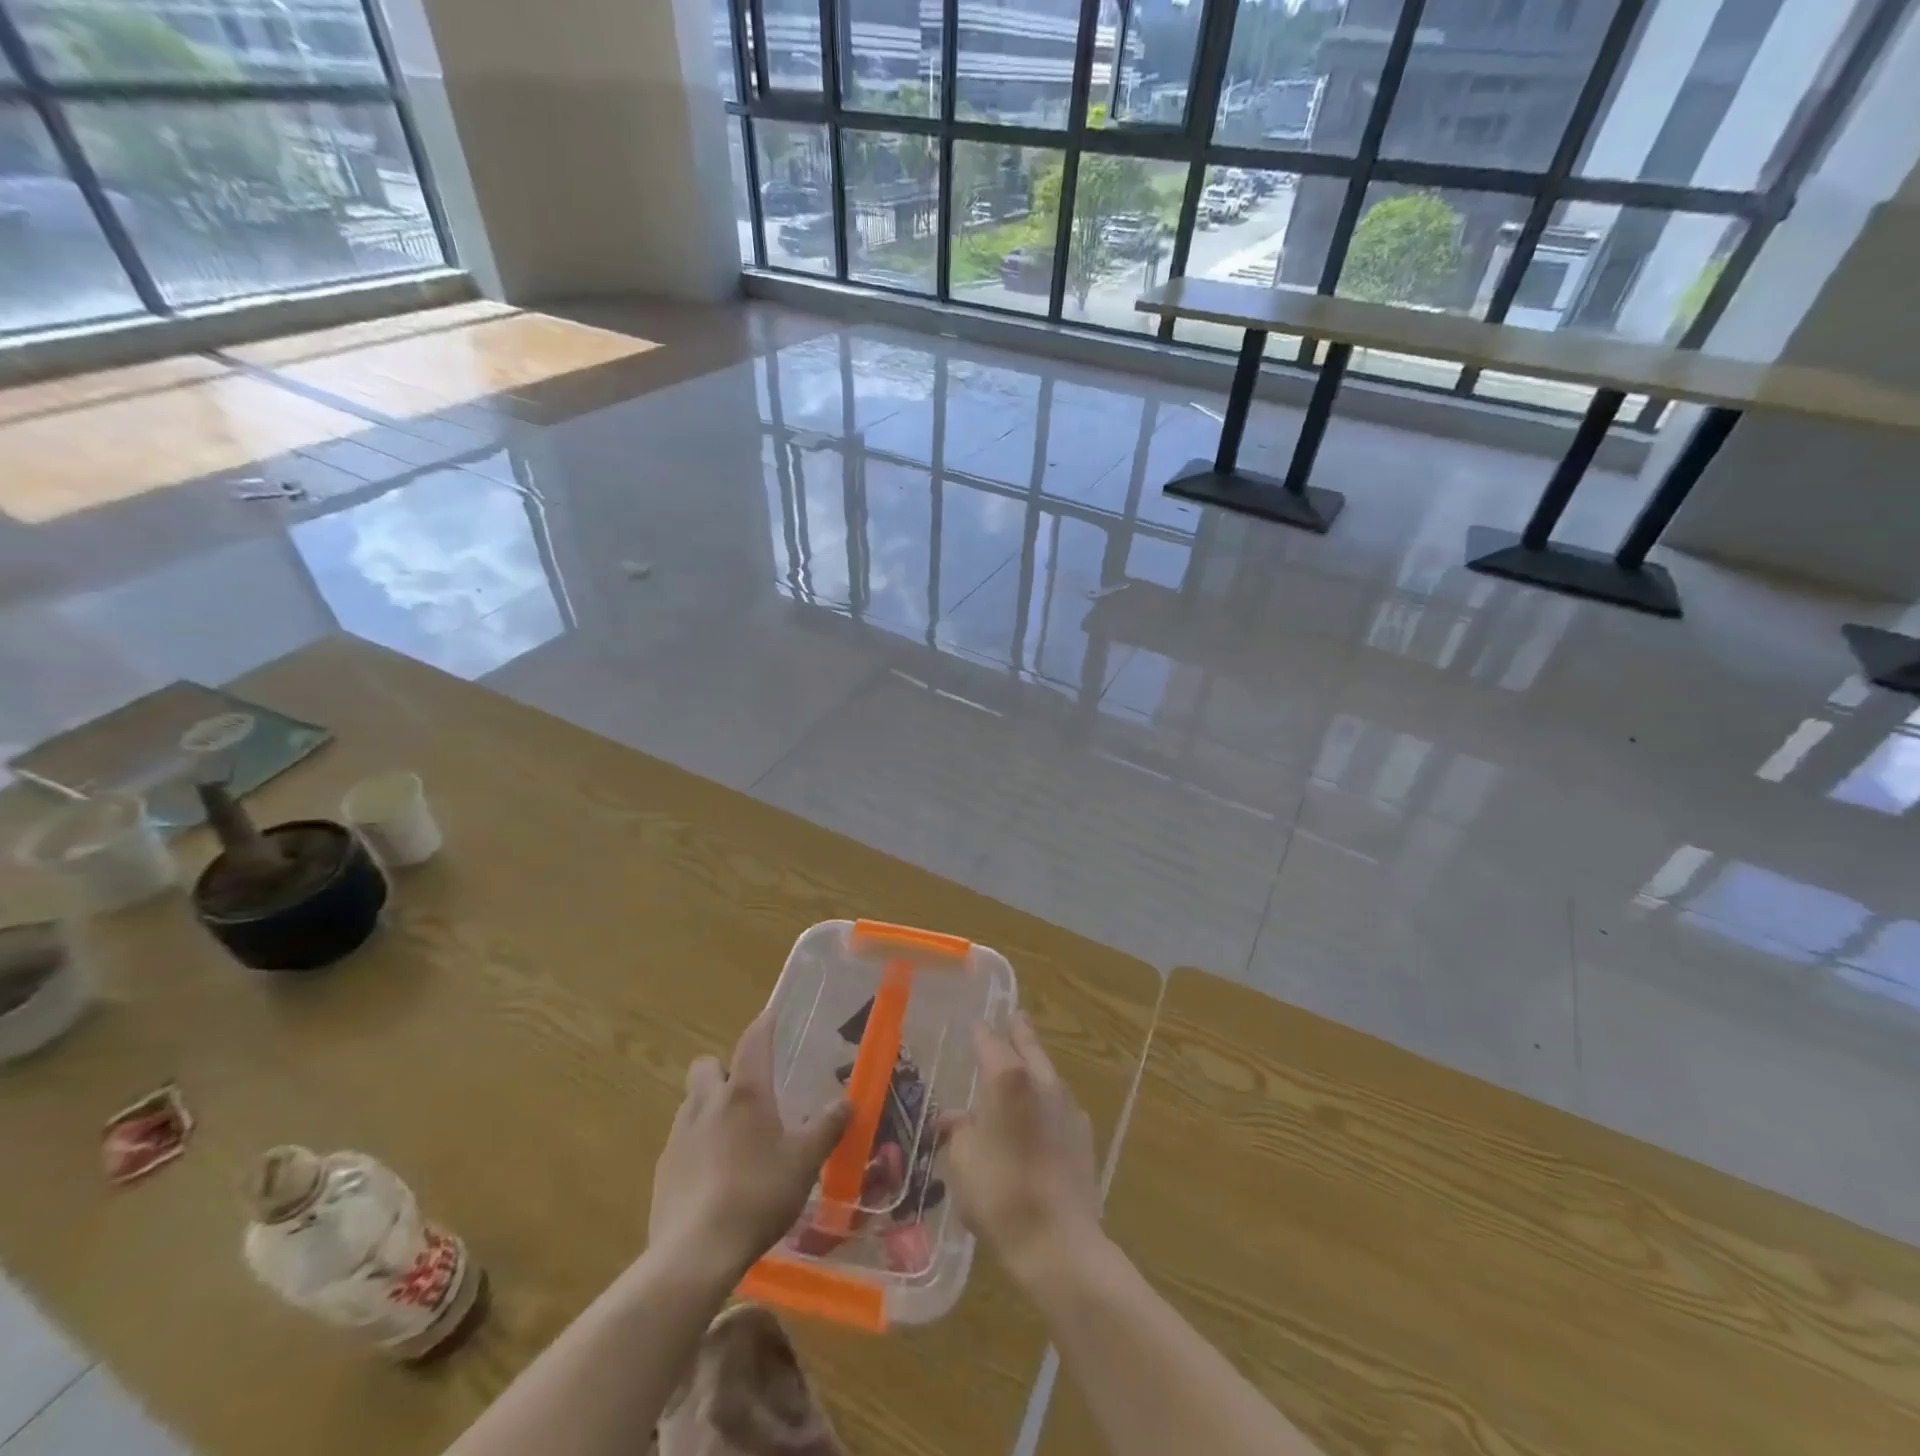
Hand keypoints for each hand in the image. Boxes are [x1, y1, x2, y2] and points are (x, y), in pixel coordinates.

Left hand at [650, 1012, 851, 1282]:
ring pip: (692, 1102)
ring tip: (734, 1136)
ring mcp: (679, 1135)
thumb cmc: (758, 1195)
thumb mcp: (805, 1162)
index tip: (770, 1016)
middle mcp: (708, 1102)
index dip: (764, 1025)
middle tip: (747, 1092)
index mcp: (746, 1092)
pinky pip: (681, 1140)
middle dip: (724, 1069)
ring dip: (710, 1106)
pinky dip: (697, 1144)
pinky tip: (714, 1174)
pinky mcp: (663, 1169)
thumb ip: (827, 1127)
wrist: (694, 1253)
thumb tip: (848, 1101)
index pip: (753, 1042)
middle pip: (707, 1065)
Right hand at [942, 1014, 1101, 1282]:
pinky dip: (1046, 1101)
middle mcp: (1041, 1080)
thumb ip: (958, 1131)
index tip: (974, 1024)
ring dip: (1034, 1066)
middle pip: (1029, 1044)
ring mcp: (1068, 1105)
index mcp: (1007, 1077)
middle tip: (1014, 1017)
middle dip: (1018, 1031)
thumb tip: (953, 1118)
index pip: (989, 1040)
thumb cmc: (999, 1195)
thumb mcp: (962, 1162)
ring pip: (1047, 1072)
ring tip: (1022, 1068)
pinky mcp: (1084, 1132)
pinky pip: (1060, 1103)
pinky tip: (1039, 1119)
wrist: (1059, 1243)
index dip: (979, 1031)